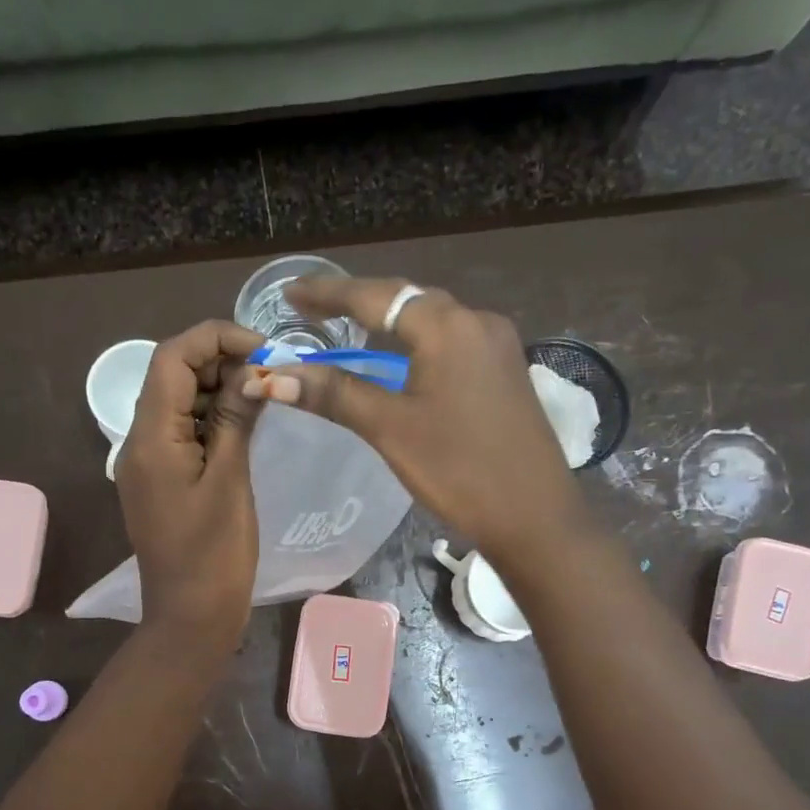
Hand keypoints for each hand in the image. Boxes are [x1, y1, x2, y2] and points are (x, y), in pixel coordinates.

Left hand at [116, 320, 263, 647]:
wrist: (190, 616)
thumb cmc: (214, 554)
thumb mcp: (230, 481)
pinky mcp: (161, 480)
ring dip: (217, 389)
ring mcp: (147, 462)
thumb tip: (253, 372)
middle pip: (172, 375)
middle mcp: (139, 441)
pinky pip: (181, 432)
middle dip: (220, 361)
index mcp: (150, 437)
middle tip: (270, 374)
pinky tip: (244, 424)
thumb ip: (236, 419)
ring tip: (264, 395)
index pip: (173, 357)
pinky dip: (211, 419)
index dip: (217, 338)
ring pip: (177, 402)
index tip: (264, 350)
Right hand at [243, 277, 585, 560]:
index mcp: (448, 326)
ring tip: (349, 330)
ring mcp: (498, 346)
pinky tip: (401, 361)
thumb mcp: (390, 429)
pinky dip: (417, 344)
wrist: (535, 516)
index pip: (376, 296)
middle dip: (358, 303)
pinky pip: (452, 343)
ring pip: (432, 321)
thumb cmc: (459, 470)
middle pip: (407, 300)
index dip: (328, 294)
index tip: (289, 293)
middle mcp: (478, 322)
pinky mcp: (506, 372)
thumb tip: (274, 376)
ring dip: (389, 323)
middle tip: (312, 311)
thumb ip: (335, 393)